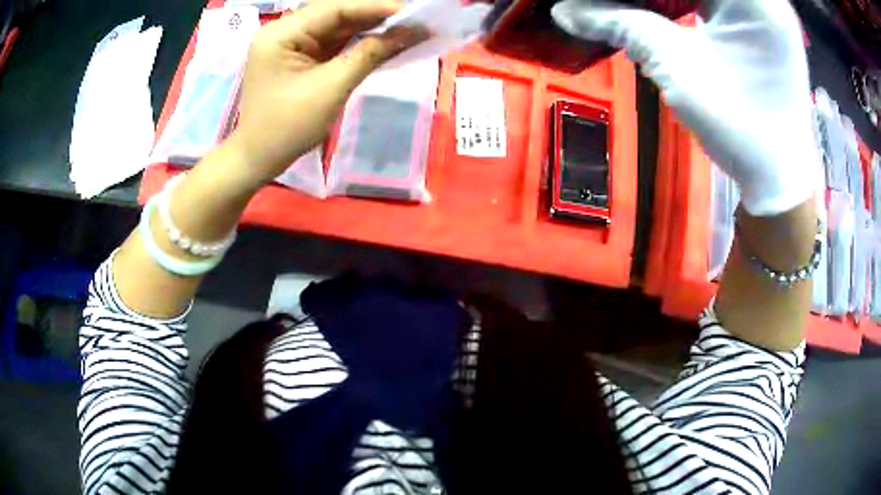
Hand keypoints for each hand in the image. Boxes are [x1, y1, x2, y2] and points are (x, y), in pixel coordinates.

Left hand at [228, 0, 418, 186]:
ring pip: (336, 28)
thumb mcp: (331, 88)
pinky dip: (357, 43)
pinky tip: (383, 41)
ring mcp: (289, 43)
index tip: (413, 11)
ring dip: (370, 29)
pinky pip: (331, 43)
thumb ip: (369, 54)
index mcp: (282, 33)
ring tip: (406, 28)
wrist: (259, 158)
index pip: (336, 9)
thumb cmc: (288, 127)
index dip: (377, 7)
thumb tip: (409, 32)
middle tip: (414, 20)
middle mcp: (284, 30)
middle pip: (336, 15)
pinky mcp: (297, 57)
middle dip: (375, 17)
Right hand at [552, 0, 819, 215]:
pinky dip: (685, 2)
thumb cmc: (739, 126)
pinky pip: (717, 0)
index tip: (610, 3)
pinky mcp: (761, 23)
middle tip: (619, 7)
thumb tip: (564, 9)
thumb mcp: (677, 68)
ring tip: (636, 10)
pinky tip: (662, 12)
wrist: (779, 175)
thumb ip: (622, 25)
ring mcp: (764, 8)